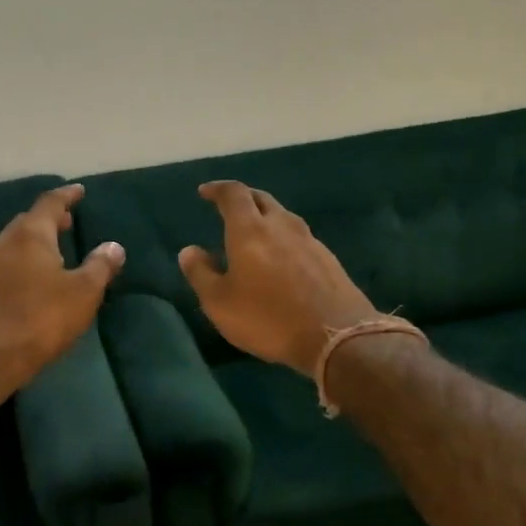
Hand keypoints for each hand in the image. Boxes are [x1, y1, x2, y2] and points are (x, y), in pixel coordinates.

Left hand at [0, 184, 123, 405]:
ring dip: (34, 243)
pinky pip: (5, 267)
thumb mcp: (83, 292)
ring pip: (14, 245)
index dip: (66, 195)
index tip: (78, 190)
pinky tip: (32, 281)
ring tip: (53, 251)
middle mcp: (4, 243)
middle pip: (28, 222)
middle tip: (67, 222)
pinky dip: (22, 264)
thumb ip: (100, 266)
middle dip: (48, 220)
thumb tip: (114, 246)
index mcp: (30, 234)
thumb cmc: (41, 317)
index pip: (50, 203)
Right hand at [178, 181, 375, 377]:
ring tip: (253, 234)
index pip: (233, 194)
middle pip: (261, 199)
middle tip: (228, 208)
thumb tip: (189, 250)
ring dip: (265, 218)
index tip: (205, 192)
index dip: (217, 189)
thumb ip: (201, 274)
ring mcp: (309, 240)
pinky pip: (299, 238)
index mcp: (250, 230)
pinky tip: (280, 259)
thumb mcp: (220, 303)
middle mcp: (281, 225)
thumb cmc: (268, 318)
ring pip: (283, 217)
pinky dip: (283, 239)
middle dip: (242, 199)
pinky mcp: (328, 259)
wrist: (336, 336)